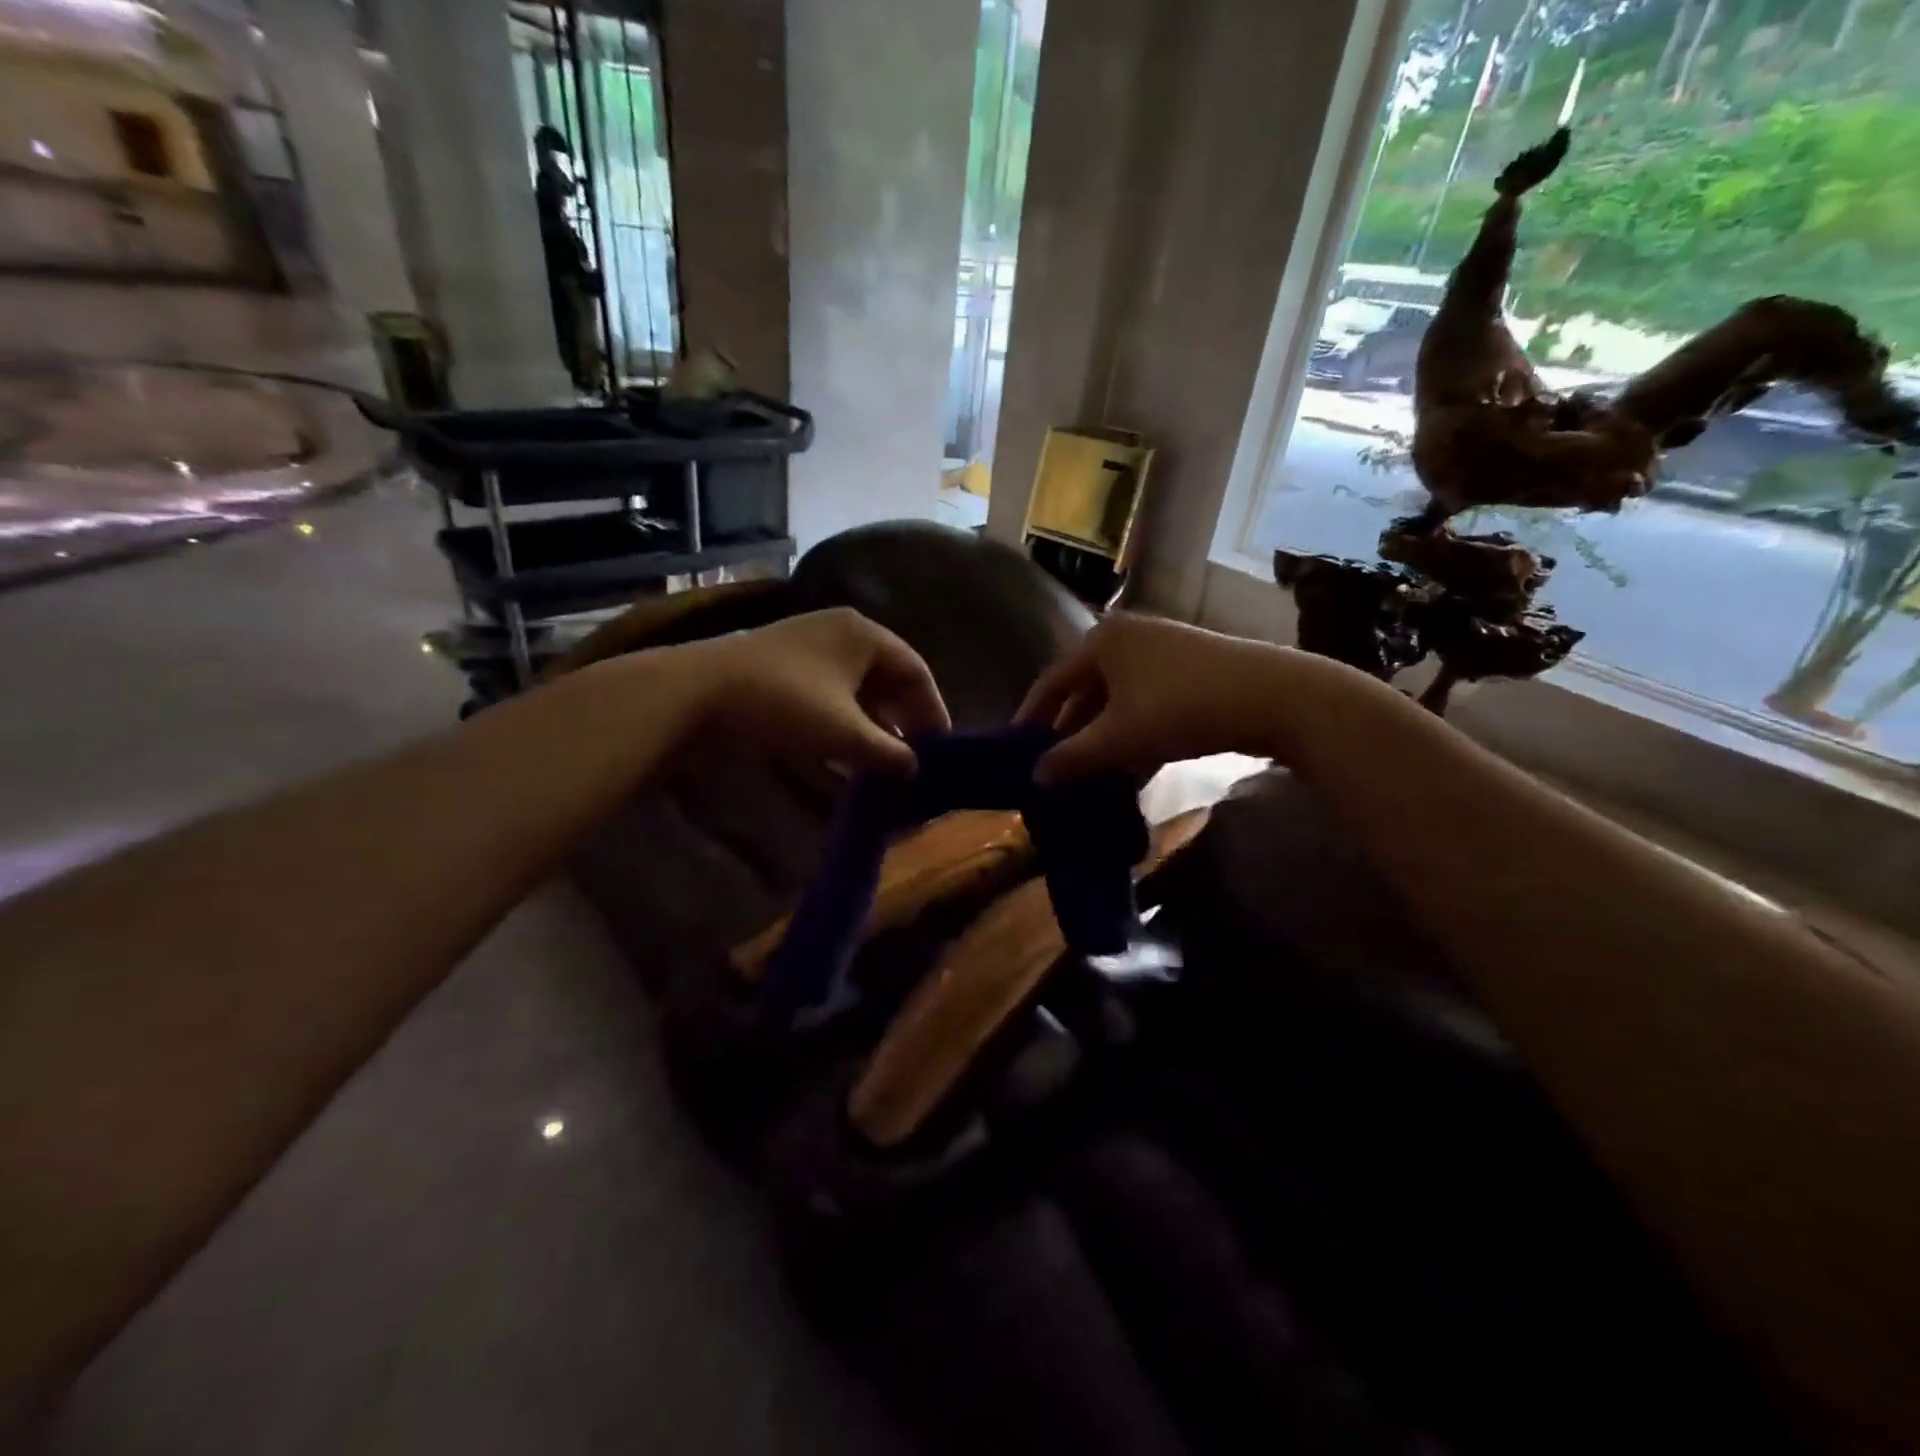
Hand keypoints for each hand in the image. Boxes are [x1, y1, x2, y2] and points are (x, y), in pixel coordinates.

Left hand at [667, 608, 950, 774]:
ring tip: (884, 761)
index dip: (933, 710)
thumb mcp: (845, 733)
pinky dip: (844, 721)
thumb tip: (915, 768)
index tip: (941, 747)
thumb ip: (888, 753)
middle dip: (903, 719)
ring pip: (858, 688)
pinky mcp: (784, 666)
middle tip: (915, 756)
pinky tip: (846, 752)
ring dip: (874, 724)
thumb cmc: (784, 704)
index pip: (916, 670)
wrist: (696, 693)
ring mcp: (809, 646)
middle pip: (888, 678)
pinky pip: (831, 693)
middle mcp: (841, 631)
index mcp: (864, 634)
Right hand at [1016, 614, 1332, 782]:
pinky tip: (1128, 770)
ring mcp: (1161, 654)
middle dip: (1070, 733)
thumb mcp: (1121, 737)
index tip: (1017, 750)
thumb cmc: (1183, 707)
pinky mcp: (1187, 673)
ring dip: (1102, 739)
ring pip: (1116, 702)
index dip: (1032, 718)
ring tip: (1087, 776)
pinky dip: (1132, 735)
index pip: (1052, 682)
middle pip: (1084, 691)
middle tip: (1052, 768)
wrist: (1275, 698)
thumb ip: (1073, 757)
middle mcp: (1127, 638)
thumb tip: (1035, 777)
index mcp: (1102, 641)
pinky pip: (1144, 705)